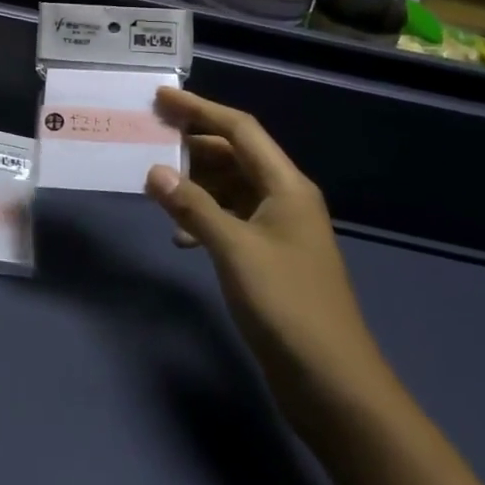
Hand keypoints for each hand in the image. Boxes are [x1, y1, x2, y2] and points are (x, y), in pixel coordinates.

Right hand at [145, 89, 393, 426]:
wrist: (334, 386)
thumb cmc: (287, 306)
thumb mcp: (234, 251)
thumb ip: (193, 207)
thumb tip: (154, 171)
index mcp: (286, 186)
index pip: (240, 130)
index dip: (200, 109)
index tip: (160, 98)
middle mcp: (285, 199)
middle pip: (235, 155)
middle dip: (193, 146)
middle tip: (149, 139)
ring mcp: (279, 231)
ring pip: (231, 188)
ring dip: (196, 184)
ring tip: (157, 186)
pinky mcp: (270, 260)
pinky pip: (231, 220)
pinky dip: (204, 218)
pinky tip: (180, 237)